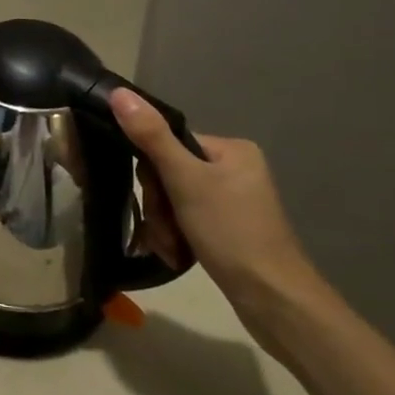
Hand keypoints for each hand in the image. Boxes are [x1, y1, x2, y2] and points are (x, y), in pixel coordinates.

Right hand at [108, 90, 320, 319]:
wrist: (274, 302)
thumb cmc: (232, 232)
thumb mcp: (186, 181)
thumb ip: (151, 137)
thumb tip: (119, 92)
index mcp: (231, 149)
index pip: (169, 145)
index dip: (153, 174)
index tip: (156, 201)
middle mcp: (235, 170)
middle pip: (171, 175)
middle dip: (160, 207)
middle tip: (165, 231)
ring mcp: (234, 203)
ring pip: (175, 202)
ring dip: (165, 226)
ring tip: (172, 250)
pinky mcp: (230, 231)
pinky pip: (188, 222)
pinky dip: (177, 238)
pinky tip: (178, 255)